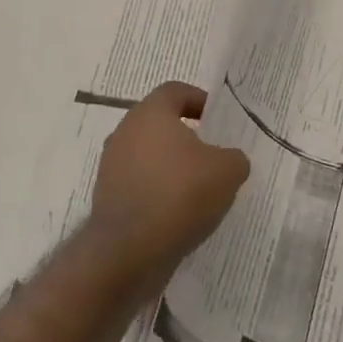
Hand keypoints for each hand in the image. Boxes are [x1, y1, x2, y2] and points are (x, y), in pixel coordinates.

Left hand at [86, 81, 250, 294]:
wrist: (129, 250)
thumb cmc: (180, 194)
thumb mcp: (227, 171)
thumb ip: (234, 157)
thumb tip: (230, 160)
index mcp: (150, 113)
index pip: (176, 91)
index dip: (200, 100)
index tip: (218, 120)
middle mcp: (125, 131)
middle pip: (160, 123)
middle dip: (187, 137)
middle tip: (213, 156)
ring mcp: (111, 164)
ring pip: (149, 155)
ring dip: (172, 167)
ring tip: (199, 190)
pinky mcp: (107, 196)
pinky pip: (140, 184)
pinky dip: (158, 192)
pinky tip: (179, 214)